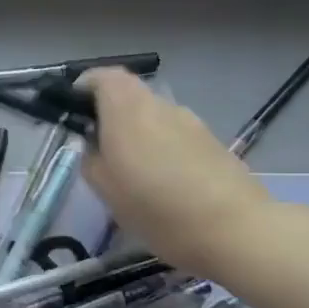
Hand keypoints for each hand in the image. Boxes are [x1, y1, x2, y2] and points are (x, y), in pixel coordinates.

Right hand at [80, 68, 276, 276]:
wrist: (235, 230)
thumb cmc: (157, 208)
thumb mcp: (105, 189)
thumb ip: (91, 159)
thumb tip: (94, 145)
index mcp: (127, 110)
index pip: (103, 77)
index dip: (85, 87)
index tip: (72, 111)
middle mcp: (160, 106)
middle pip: (129, 96)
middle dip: (110, 115)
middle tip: (98, 148)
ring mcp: (191, 123)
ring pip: (153, 117)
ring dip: (138, 134)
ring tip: (132, 173)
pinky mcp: (212, 143)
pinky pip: (175, 136)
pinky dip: (162, 149)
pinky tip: (163, 185)